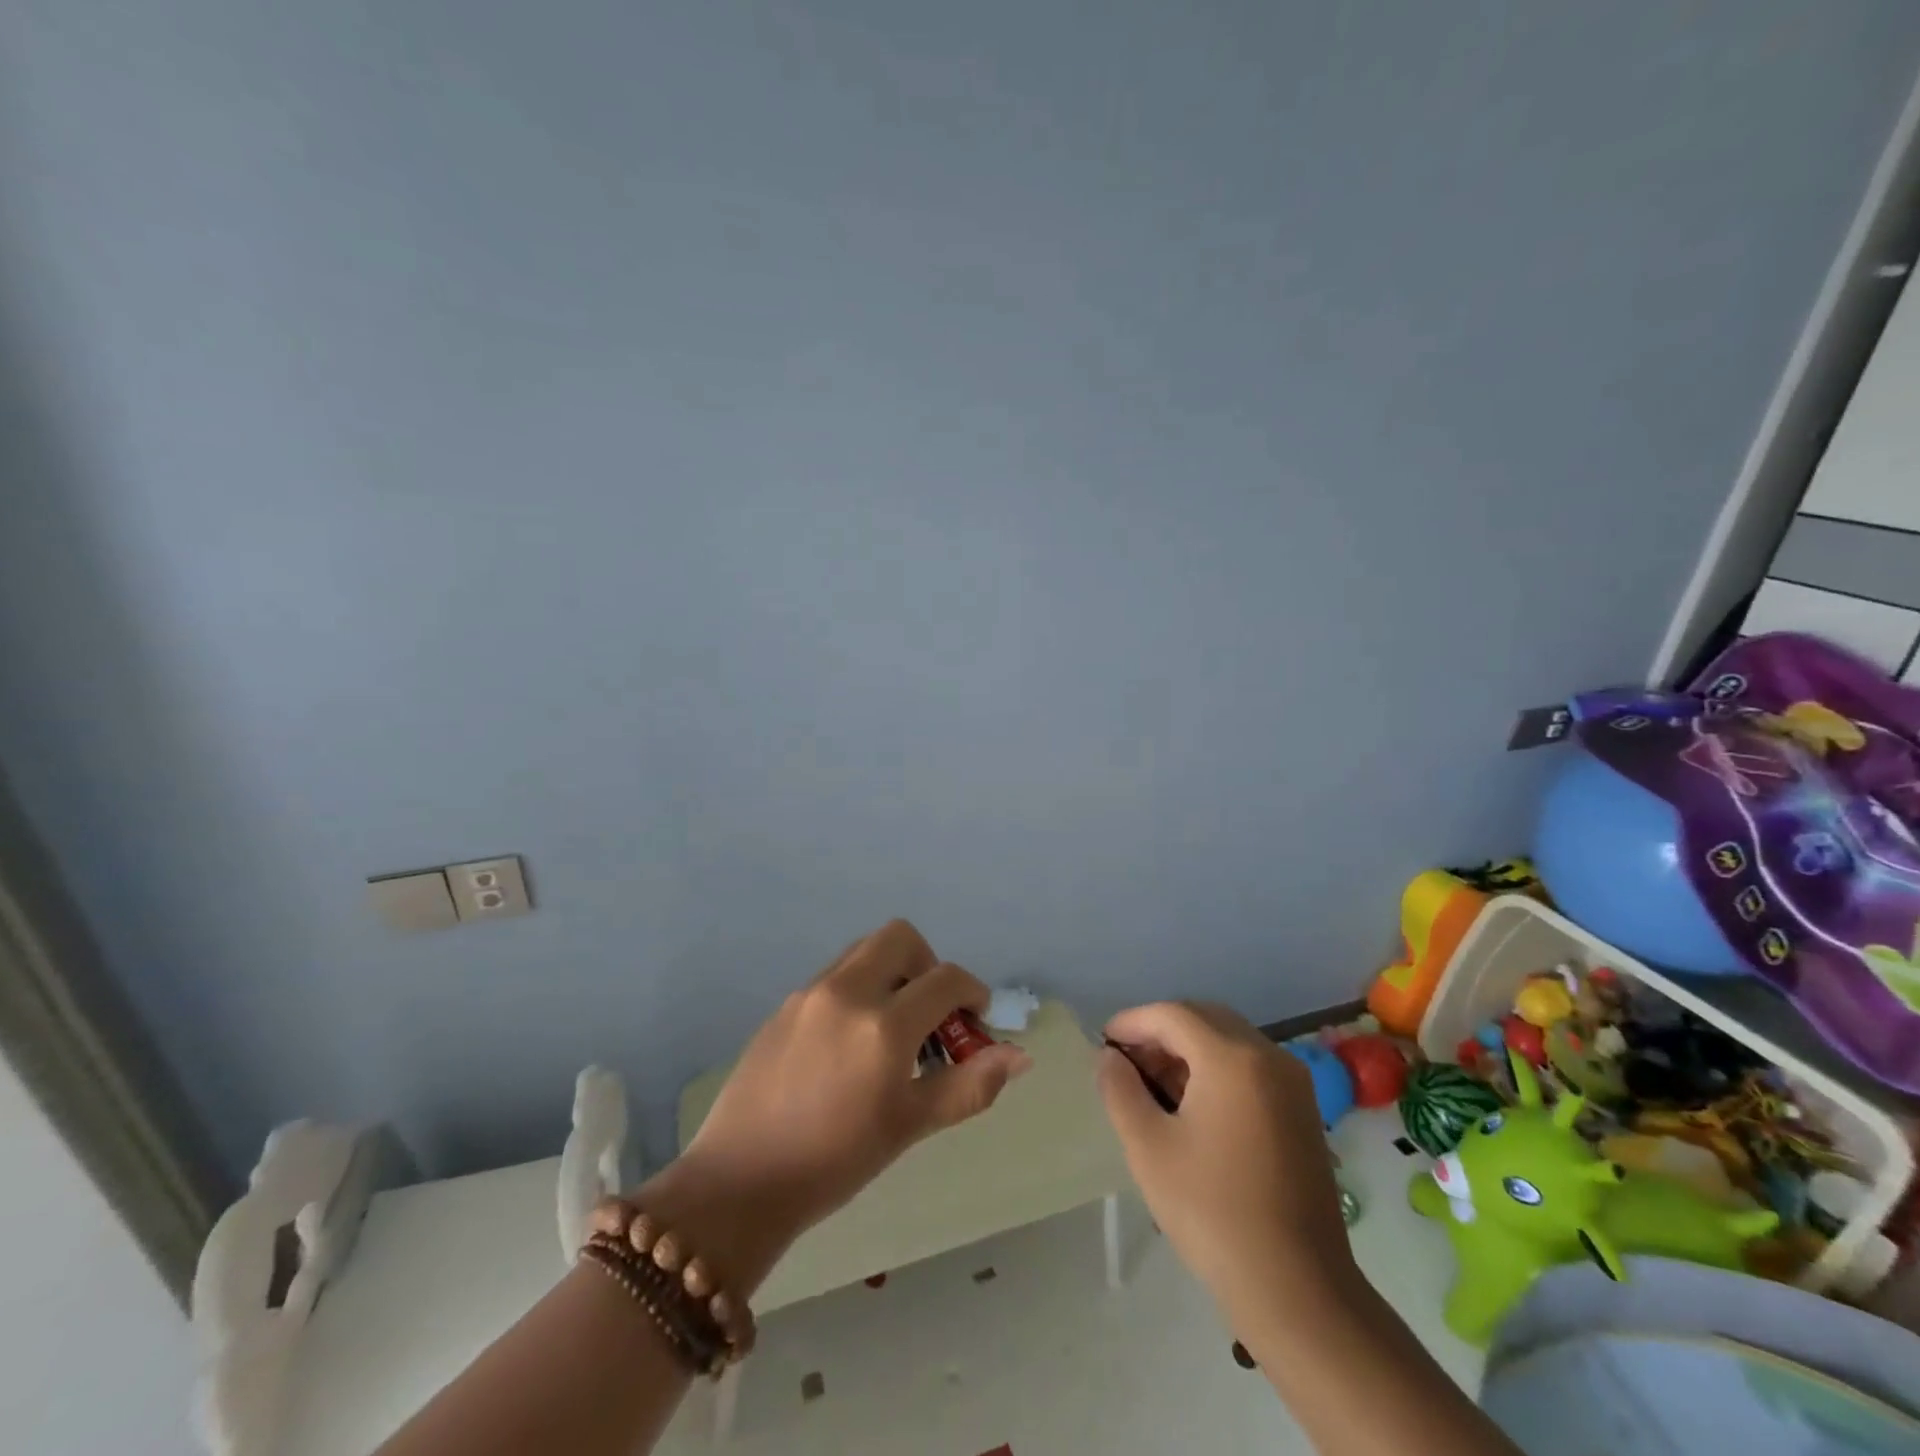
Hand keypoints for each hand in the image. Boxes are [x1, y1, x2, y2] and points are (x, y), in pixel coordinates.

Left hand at [646, 921, 1030, 1290]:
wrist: (738, 1182)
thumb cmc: (834, 1161)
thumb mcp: (908, 1126)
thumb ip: (968, 1085)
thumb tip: (1019, 1056)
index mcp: (882, 1024)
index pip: (945, 979)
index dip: (973, 992)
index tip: (976, 1020)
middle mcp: (847, 991)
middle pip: (901, 937)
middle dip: (928, 965)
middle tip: (930, 1013)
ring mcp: (810, 993)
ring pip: (865, 951)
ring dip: (891, 973)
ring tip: (891, 1029)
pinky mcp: (785, 1004)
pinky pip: (835, 975)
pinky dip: (859, 988)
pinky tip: (851, 1043)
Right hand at [1098, 1002, 1354, 1323]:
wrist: (1298, 1290)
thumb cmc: (1213, 1212)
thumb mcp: (1148, 1147)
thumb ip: (1120, 1089)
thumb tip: (1110, 1058)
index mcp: (1232, 1058)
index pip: (1172, 1015)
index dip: (1132, 1022)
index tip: (1103, 1044)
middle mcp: (1269, 1056)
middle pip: (1203, 1019)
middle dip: (1160, 1032)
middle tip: (1126, 1063)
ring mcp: (1293, 1083)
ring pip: (1228, 1041)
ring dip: (1188, 1050)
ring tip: (1154, 1086)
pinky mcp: (1303, 1111)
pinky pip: (1250, 1066)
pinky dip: (1216, 1069)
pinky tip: (1193, 1106)